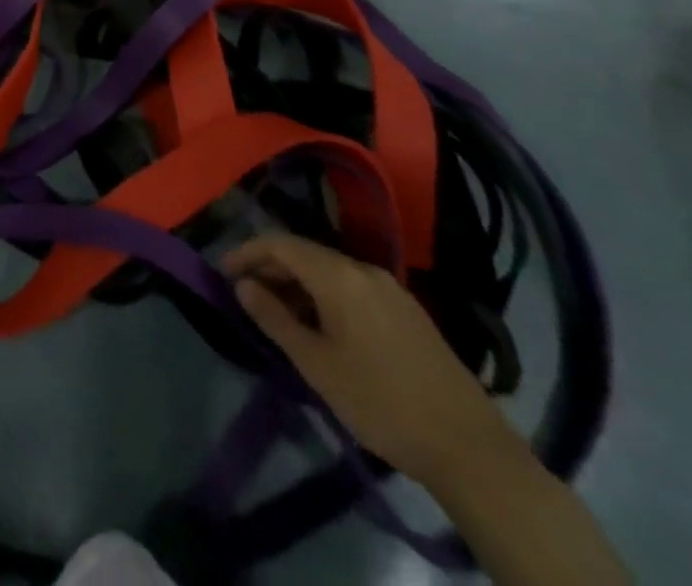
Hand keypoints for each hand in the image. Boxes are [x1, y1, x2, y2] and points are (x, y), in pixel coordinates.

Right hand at [223, 233, 520, 490]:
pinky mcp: (407, 311)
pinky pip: (352, 287)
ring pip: (329, 271)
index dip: (247, 252)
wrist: (469, 448)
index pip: (280, 244)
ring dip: (298, 284)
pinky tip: (320, 327)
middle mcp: (363, 269)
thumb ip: (274, 318)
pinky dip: (324, 295)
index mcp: (339, 275)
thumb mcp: (316, 365)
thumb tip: (242, 284)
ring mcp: (389, 289)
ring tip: (277, 314)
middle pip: (305, 254)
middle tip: (245, 295)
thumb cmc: (380, 402)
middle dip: (271, 268)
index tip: (222, 271)